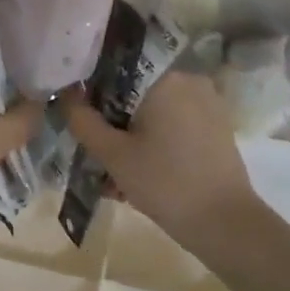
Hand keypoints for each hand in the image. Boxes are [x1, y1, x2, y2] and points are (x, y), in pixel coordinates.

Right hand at [60, 72, 260, 250]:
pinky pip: (175, 124)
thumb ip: (83, 121)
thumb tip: (64, 95)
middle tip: (95, 152)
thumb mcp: (113, 154)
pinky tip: (140, 173)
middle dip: (113, 119)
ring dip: (133, 135)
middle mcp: (189, 79)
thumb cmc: (164, 183)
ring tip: (115, 174)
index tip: (79, 115)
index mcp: (165, 76)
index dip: (92, 89)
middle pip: (136, 91)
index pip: (117, 67)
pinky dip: (155, 142)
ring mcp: (208, 103)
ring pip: (155, 111)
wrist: (225, 223)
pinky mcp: (216, 126)